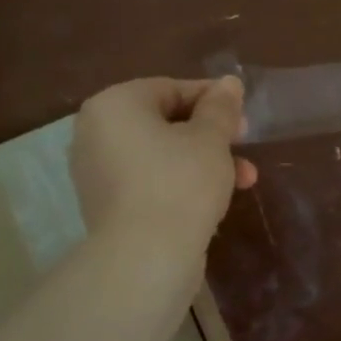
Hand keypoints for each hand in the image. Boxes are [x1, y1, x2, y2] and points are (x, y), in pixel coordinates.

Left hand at [72, 77, 258, 262]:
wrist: (146, 257)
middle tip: (245, 146)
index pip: (170, 88)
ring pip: (161, 155)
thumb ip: (221, 107)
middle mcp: (95, 133)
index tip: (244, 117)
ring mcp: (97, 172)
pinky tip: (213, 200)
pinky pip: (149, 182)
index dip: (213, 100)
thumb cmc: (180, 183)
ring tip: (244, 181)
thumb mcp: (211, 139)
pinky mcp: (106, 206)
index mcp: (114, 105)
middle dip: (212, 136)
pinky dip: (179, 184)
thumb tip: (229, 82)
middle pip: (164, 122)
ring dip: (203, 162)